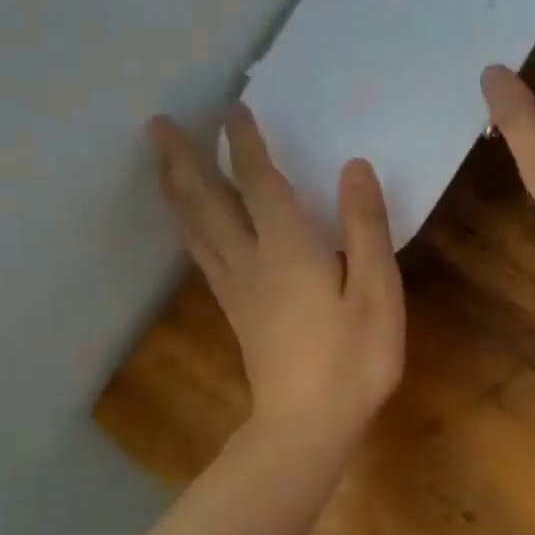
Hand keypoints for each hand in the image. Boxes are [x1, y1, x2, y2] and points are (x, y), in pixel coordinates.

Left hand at [149, 106, 404, 450]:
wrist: (309, 426)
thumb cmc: (353, 359)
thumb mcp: (377, 291)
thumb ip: (366, 226)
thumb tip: (353, 167)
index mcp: (287, 248)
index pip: (258, 181)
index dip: (245, 143)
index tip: (233, 108)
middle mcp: (250, 260)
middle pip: (206, 202)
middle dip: (182, 160)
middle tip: (157, 125)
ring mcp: (236, 289)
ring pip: (195, 229)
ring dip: (175, 191)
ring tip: (160, 164)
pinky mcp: (235, 312)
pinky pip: (201, 255)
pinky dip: (188, 228)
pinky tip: (188, 227)